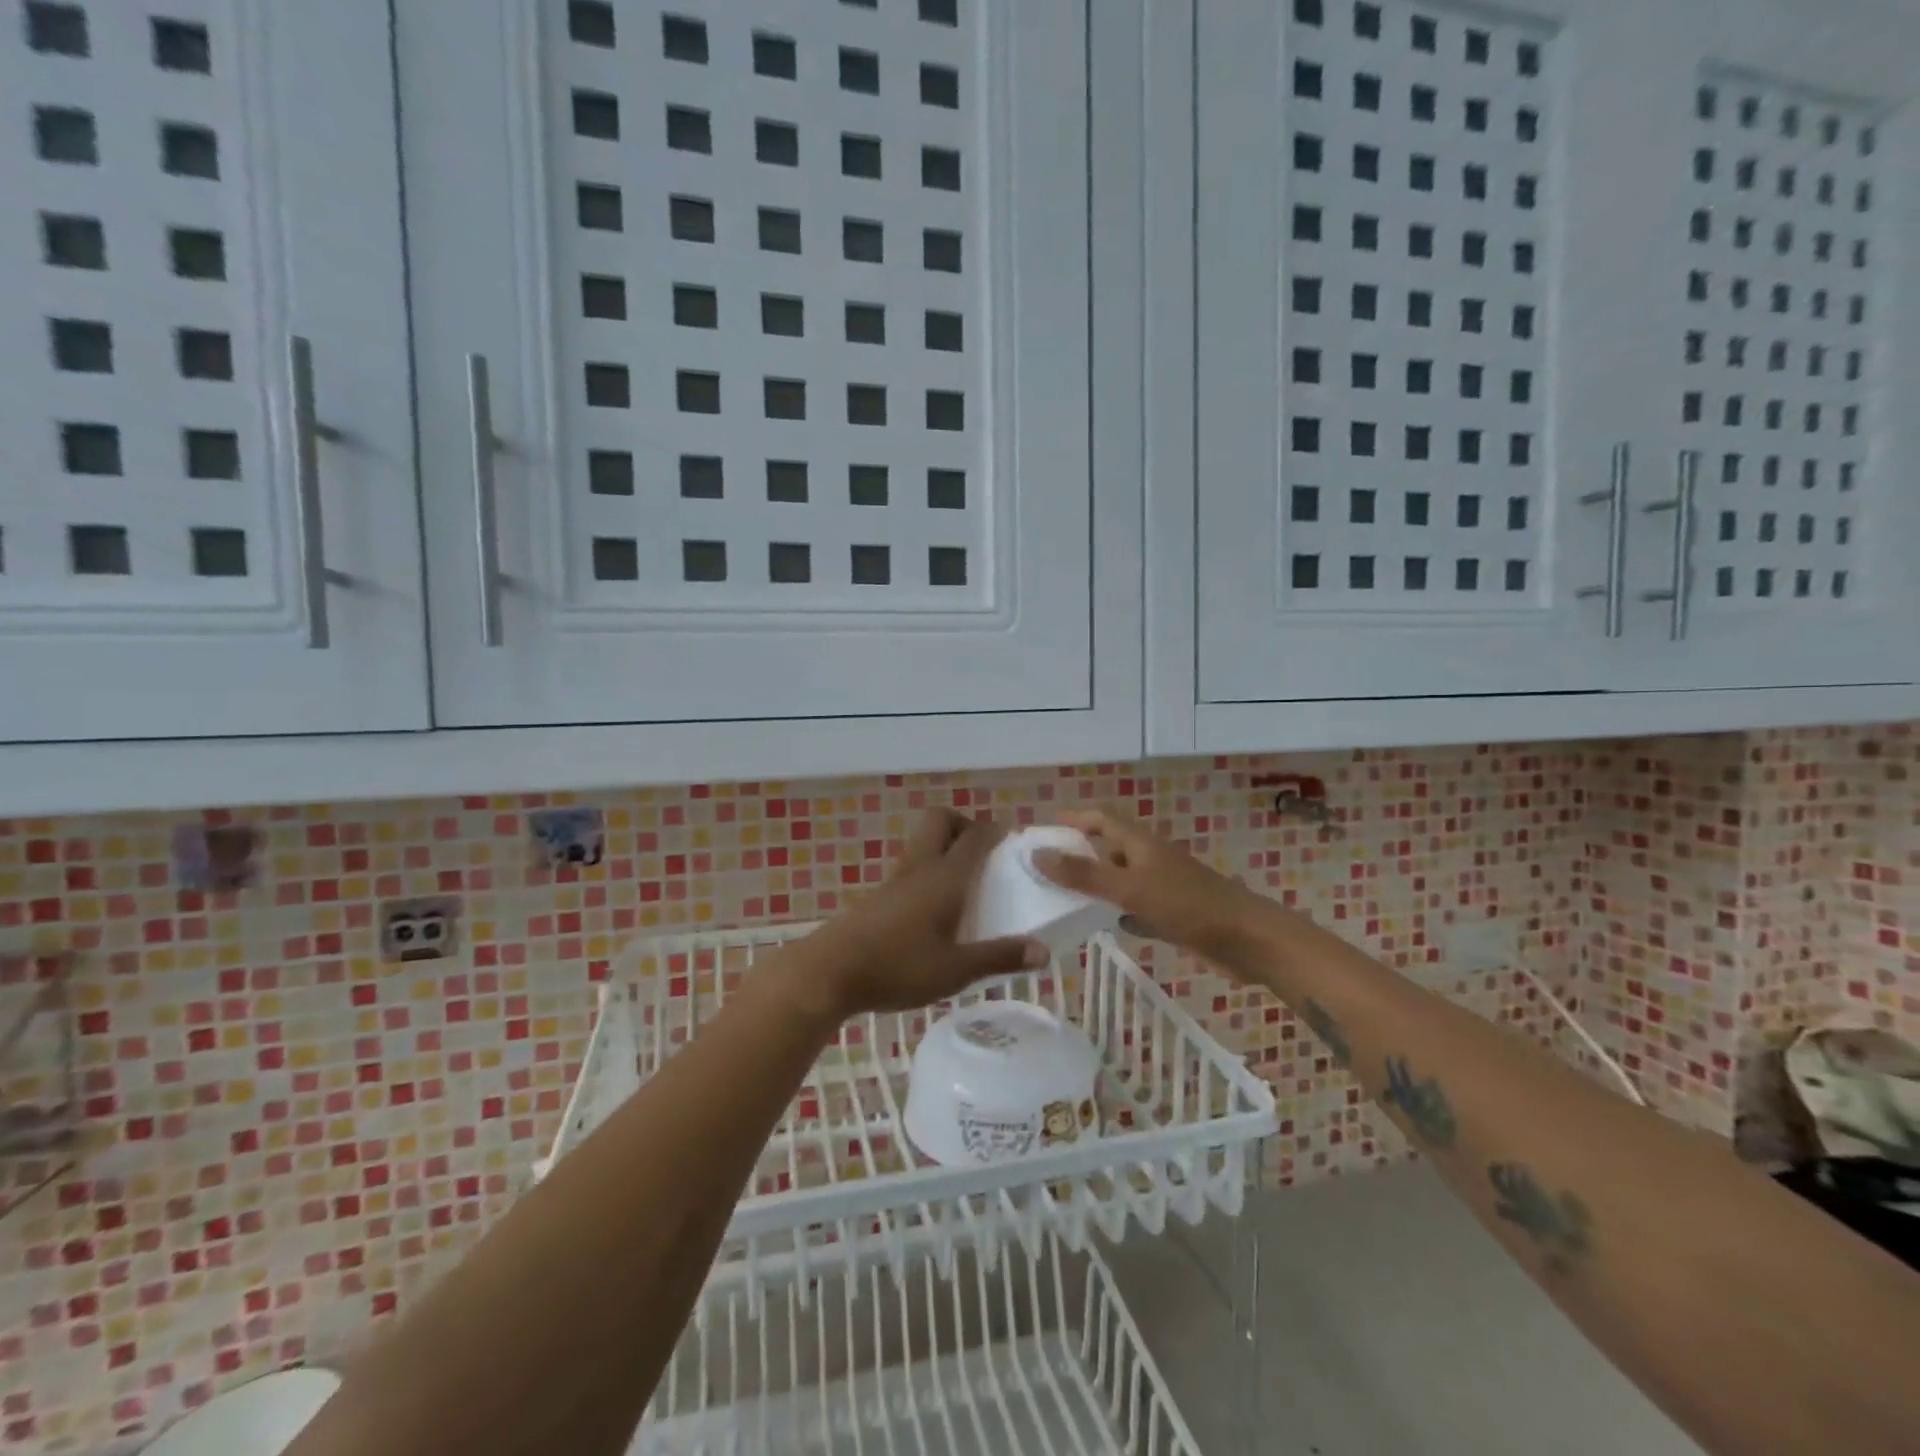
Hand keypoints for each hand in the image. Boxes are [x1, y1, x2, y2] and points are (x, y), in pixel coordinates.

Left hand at [785, 809, 1048, 1022]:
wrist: (829, 972)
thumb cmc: (898, 967)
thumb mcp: (956, 970)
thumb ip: (999, 958)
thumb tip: (1043, 951)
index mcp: (945, 877)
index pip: (975, 836)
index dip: (997, 830)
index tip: (1015, 840)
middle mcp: (920, 867)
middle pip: (940, 819)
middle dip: (964, 824)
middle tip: (983, 855)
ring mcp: (895, 879)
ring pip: (923, 842)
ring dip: (944, 847)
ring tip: (965, 884)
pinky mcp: (878, 895)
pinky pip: (910, 867)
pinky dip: (927, 871)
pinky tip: (934, 909)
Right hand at [1032, 807, 1260, 958]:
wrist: (1247, 940)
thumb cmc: (1187, 905)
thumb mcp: (1129, 888)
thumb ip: (1083, 874)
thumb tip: (1038, 854)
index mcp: (1141, 844)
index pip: (1101, 819)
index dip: (1073, 819)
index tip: (1043, 828)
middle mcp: (1150, 859)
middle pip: (1109, 848)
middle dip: (1079, 852)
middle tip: (1044, 866)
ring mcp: (1163, 887)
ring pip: (1121, 879)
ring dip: (1095, 883)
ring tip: (1061, 896)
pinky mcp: (1173, 914)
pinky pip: (1136, 907)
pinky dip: (1116, 910)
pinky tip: (1102, 924)